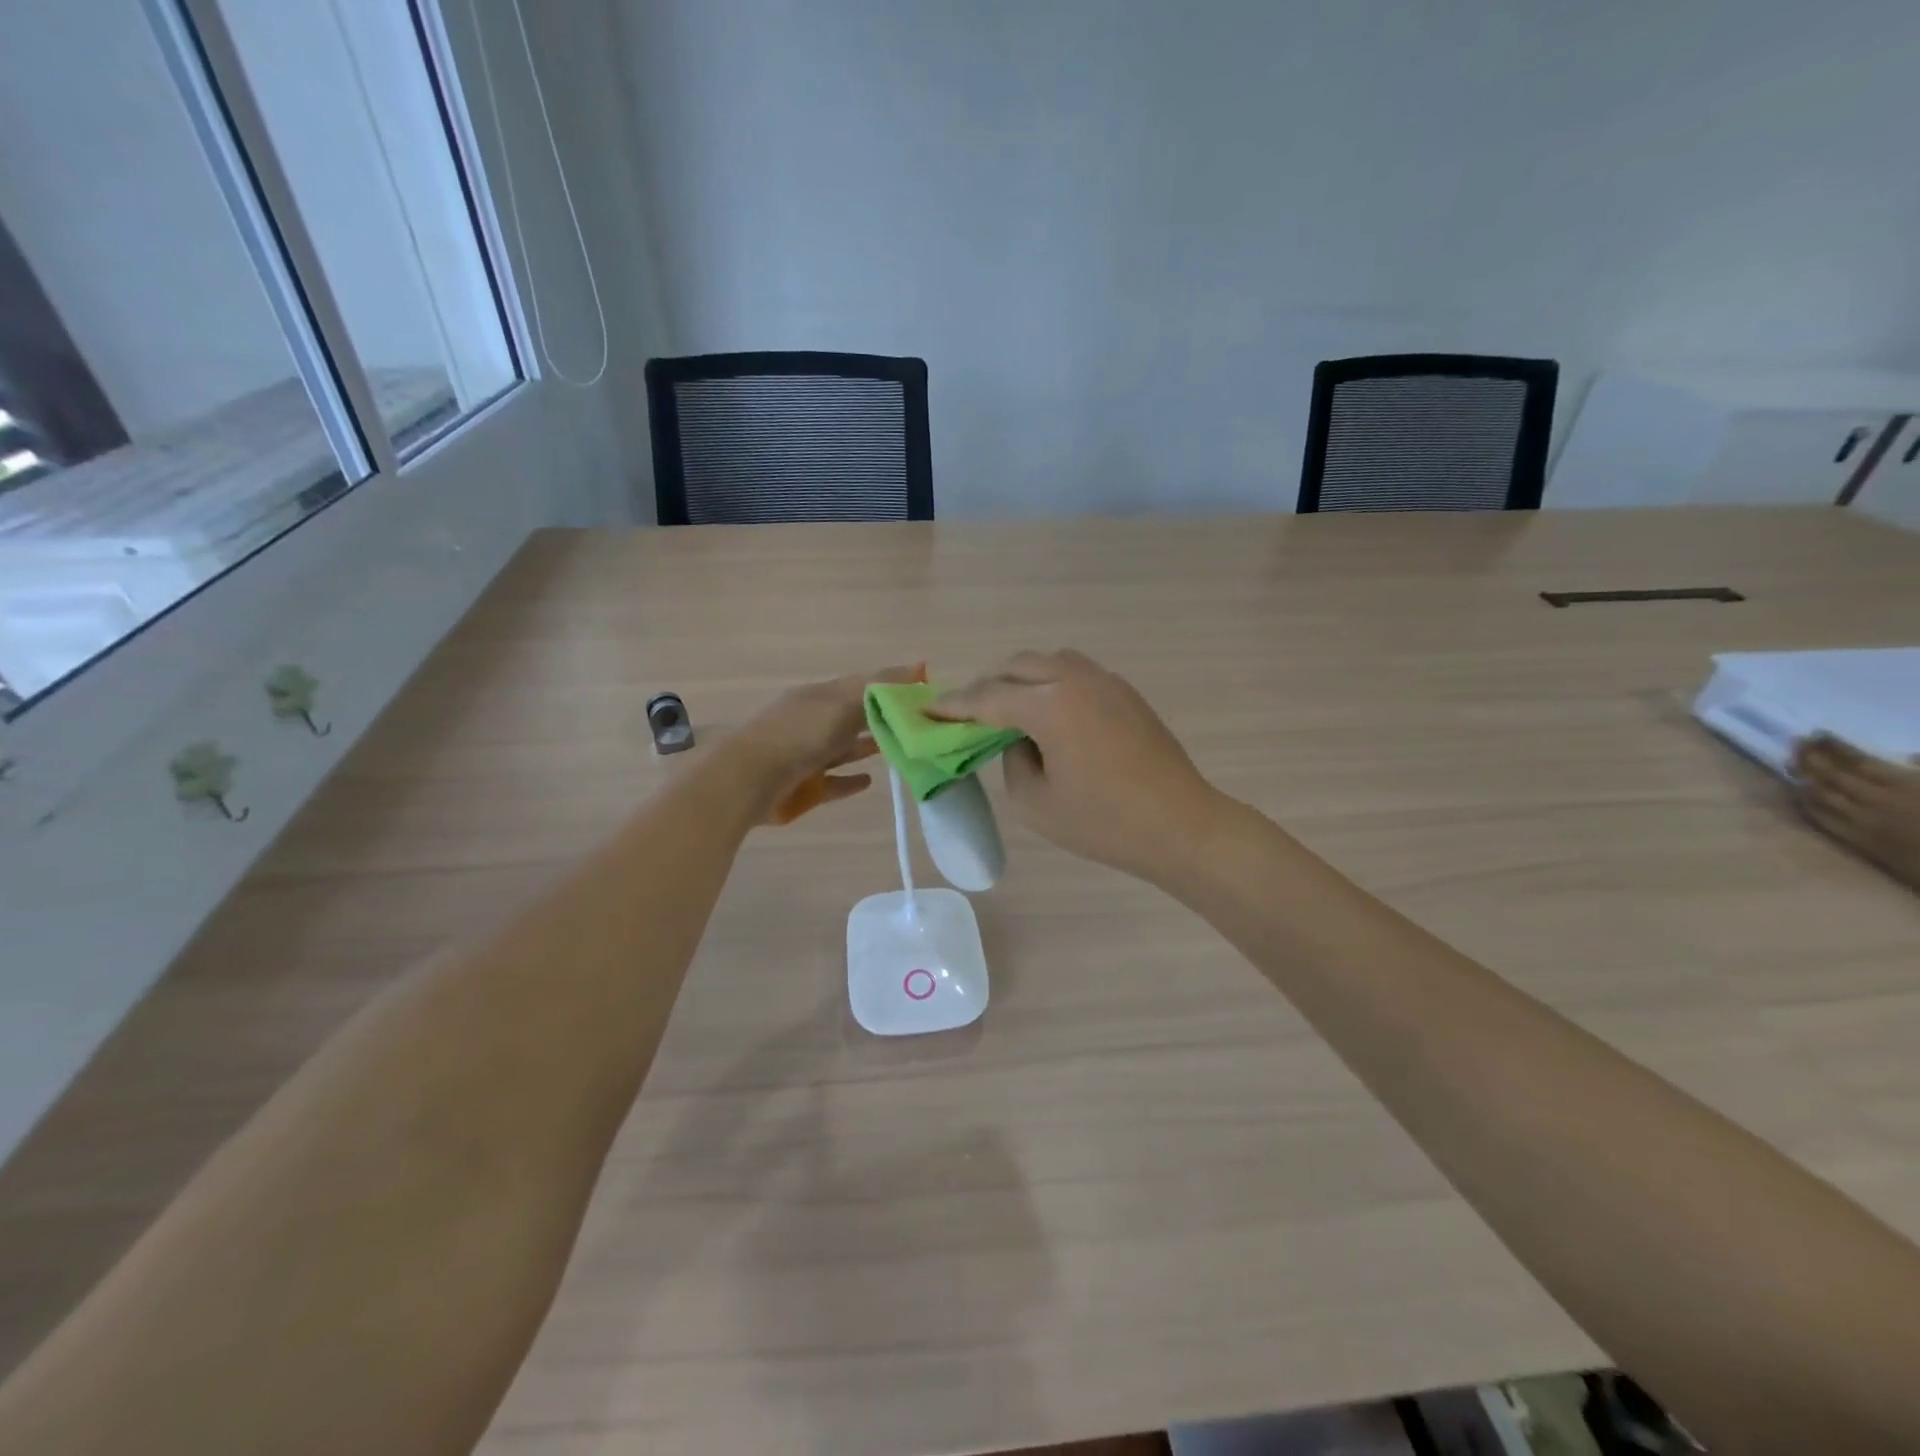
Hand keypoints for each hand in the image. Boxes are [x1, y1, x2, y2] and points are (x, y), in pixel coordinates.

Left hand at [734, 664, 922, 822]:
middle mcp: (814, 722)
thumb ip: (881, 687)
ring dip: (868, 746)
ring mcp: (808, 755)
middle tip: (918, 725)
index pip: (862, 685)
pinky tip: (870, 780)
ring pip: (845, 748)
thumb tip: (920, 665)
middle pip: (854, 717)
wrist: (749, 779)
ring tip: (900, 749)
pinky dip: (851, 780)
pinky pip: (834, 781)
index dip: (891, 686)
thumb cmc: (800, 734)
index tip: (923, 691)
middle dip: (882, 718)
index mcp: (821, 696)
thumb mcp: (843, 702)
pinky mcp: (806, 787)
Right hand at [930, 649, 1222, 881]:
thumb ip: (1012, 760)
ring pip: (1050, 662)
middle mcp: (1076, 679)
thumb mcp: (1035, 803)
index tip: (927, 710)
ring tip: (1009, 709)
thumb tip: (1018, 739)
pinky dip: (1052, 684)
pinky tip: (1050, 714)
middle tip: (968, 714)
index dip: (953, 706)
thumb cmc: (1103, 823)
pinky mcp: (1126, 693)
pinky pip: (1076, 674)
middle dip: (987, 686)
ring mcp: (1106, 682)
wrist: (1181, 826)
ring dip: (1022, 679)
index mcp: (1050, 704)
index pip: (988, 698)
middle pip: (1017, 667)